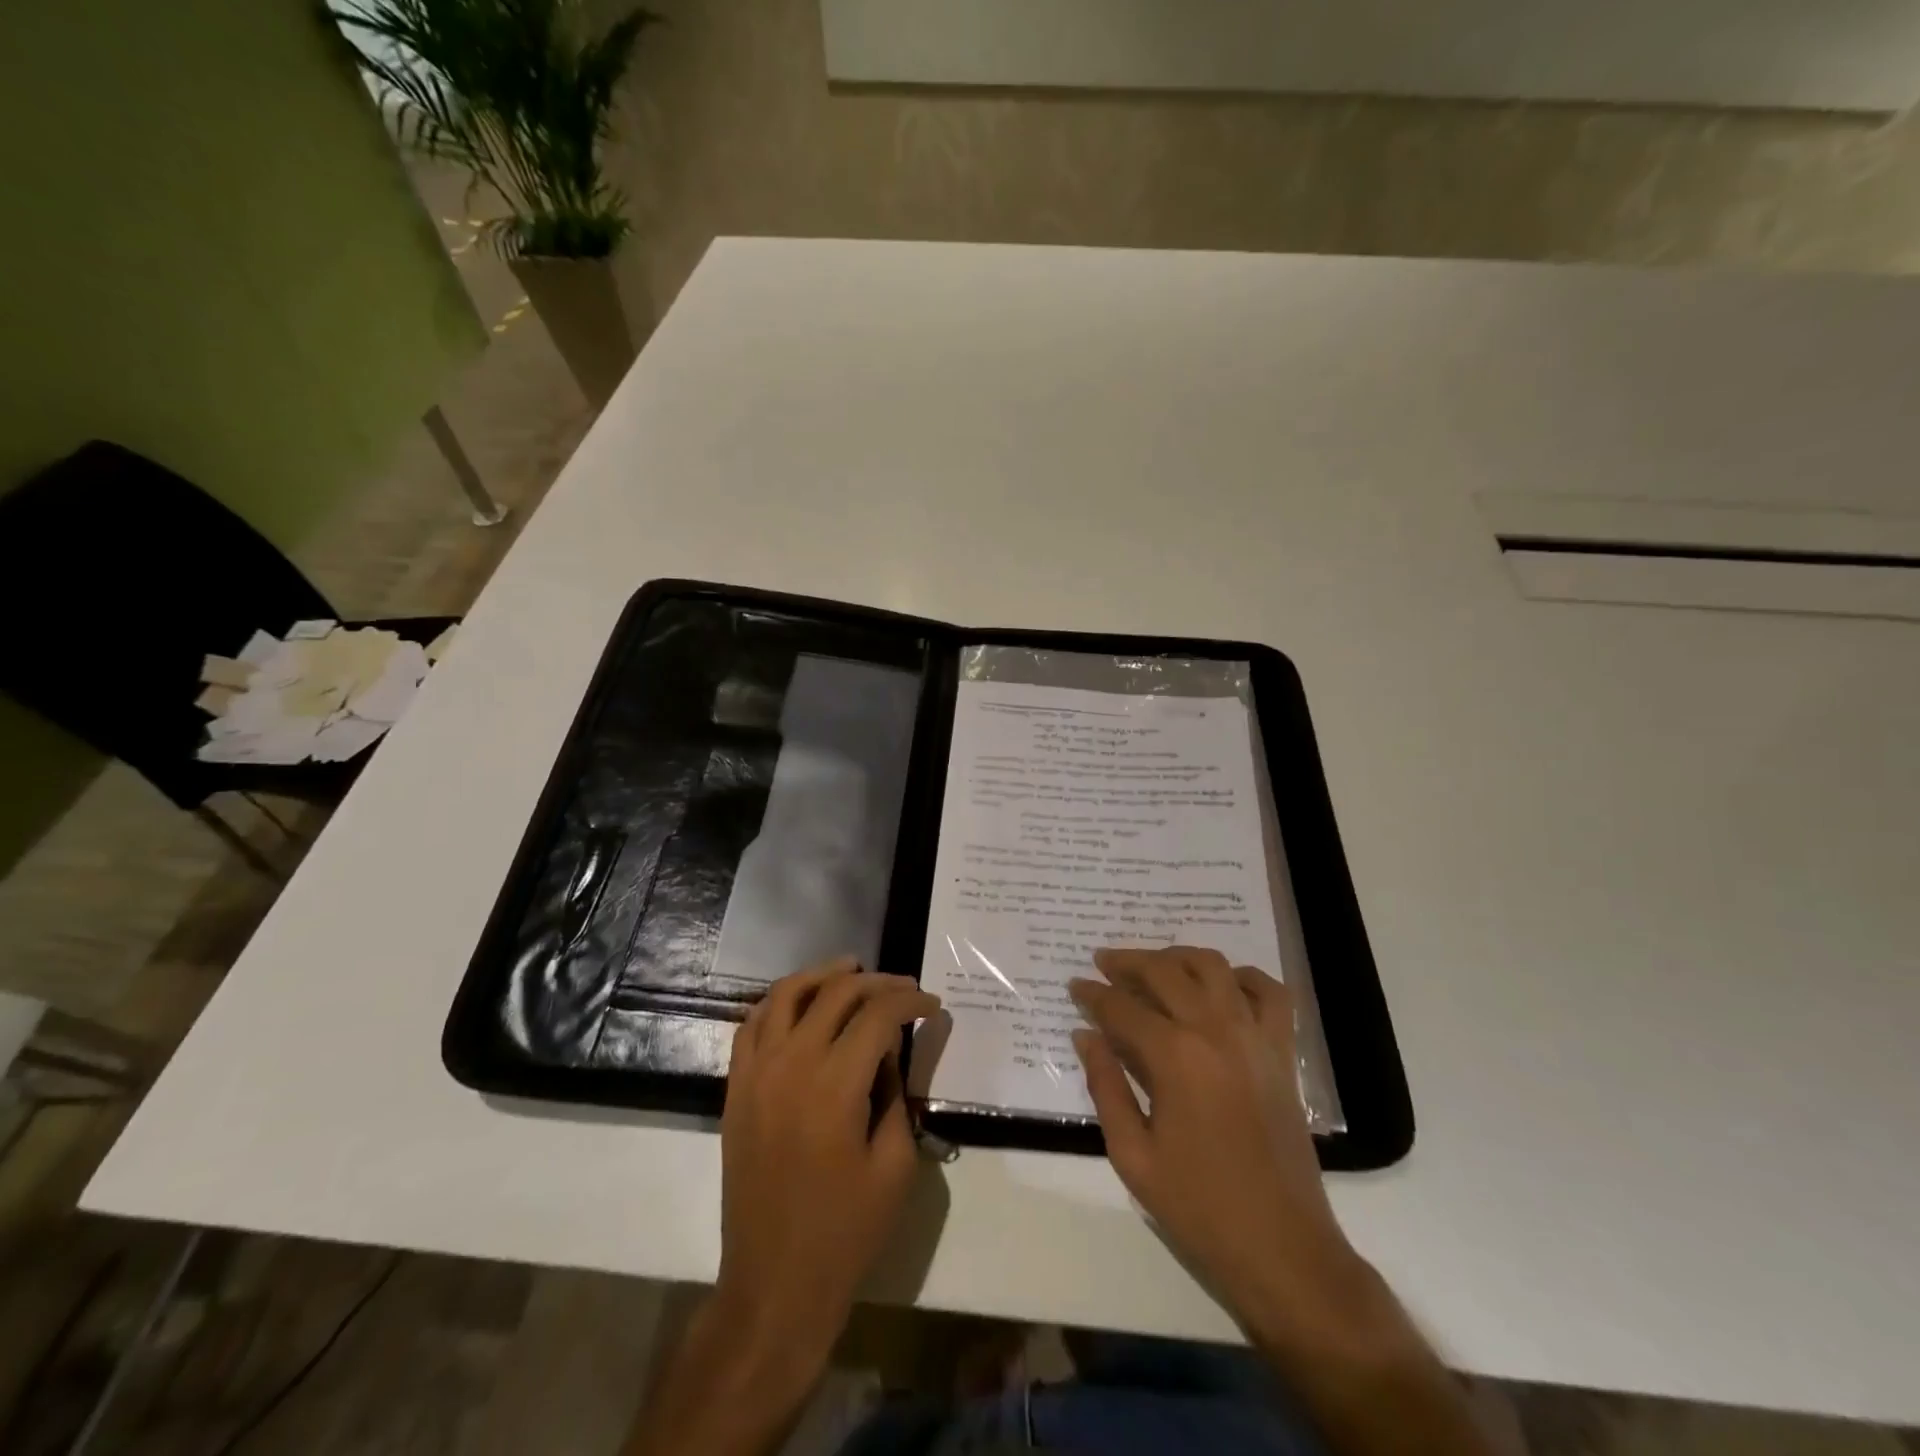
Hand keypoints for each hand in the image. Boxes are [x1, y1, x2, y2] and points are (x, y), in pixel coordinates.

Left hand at [714, 958, 939, 1387]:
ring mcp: (757, 1073)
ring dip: (823, 975)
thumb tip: (889, 1052)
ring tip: (852, 969)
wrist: (773, 1283)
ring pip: (787, 994)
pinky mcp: (736, 1087)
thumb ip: (895, 1095)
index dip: (910, 1001)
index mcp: (835, 1086)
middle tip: (904, 989)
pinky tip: (801, 1001)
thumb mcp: (895, 1166)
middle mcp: (792, 1064)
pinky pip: (752, 1024)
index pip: (877, 1015)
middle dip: (877, 982)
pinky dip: (779, 1000)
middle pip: (837, 993)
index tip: (932, 1006)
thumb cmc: (845, 1232)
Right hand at [1069, 946, 1368, 1341]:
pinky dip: (1244, 977)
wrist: (1282, 1249)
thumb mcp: (1133, 1155)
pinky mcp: (1282, 1052)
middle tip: (1103, 964)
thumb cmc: (1199, 1207)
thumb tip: (1085, 1036)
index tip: (1075, 987)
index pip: (1122, 1007)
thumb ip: (1106, 1086)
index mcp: (1174, 1057)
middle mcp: (1215, 1030)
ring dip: (1178, 957)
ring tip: (1155, 966)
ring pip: (1213, 966)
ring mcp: (1255, 1037)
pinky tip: (1221, 985)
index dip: (1093, 995)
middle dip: (1127, 962)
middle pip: (1164, 971)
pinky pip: (1270, 993)